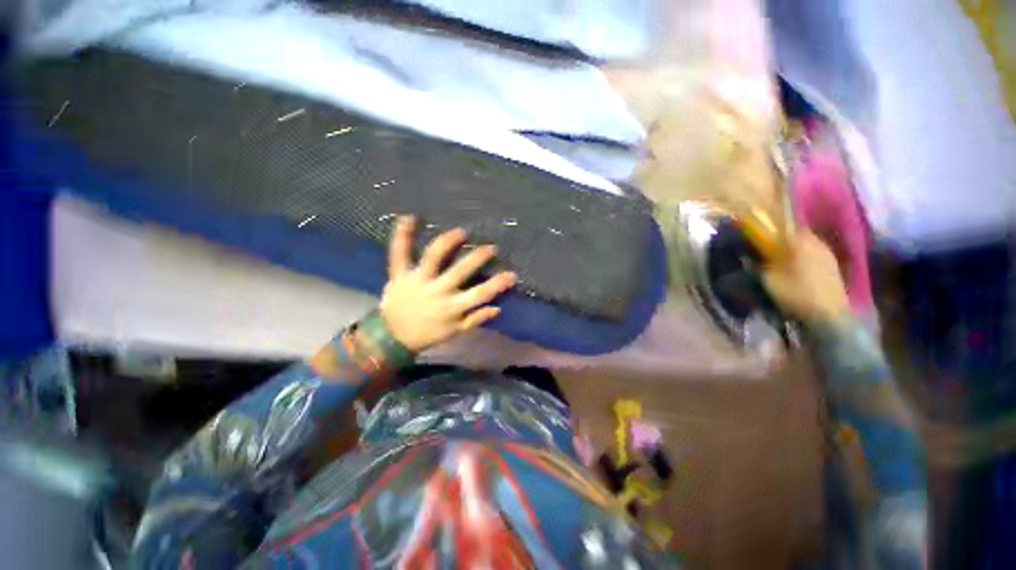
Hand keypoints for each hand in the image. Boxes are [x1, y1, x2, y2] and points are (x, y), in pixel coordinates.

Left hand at [379, 216, 517, 352]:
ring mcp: (417, 281)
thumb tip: (497, 308)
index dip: (498, 284)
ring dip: (448, 242)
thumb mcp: (455, 332)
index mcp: (452, 307)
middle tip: (491, 247)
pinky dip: (402, 236)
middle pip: (460, 271)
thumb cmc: (428, 334)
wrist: (392, 338)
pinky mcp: (399, 276)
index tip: (512, 274)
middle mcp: (437, 292)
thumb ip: (476, 319)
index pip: (480, 294)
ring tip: (461, 232)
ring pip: (433, 258)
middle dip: (478, 257)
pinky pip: (398, 254)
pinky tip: (409, 217)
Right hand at [762, 231, 850, 324]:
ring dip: (795, 248)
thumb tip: (747, 257)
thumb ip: (757, 265)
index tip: (759, 236)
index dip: (770, 230)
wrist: (828, 314)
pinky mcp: (833, 265)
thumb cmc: (795, 293)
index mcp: (799, 241)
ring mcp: (827, 253)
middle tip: (770, 248)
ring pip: (807, 243)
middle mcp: (816, 242)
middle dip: (783, 239)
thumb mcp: (768, 280)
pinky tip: (798, 267)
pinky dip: (805, 256)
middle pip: (797, 234)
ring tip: (783, 258)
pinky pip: (815, 253)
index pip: (782, 227)